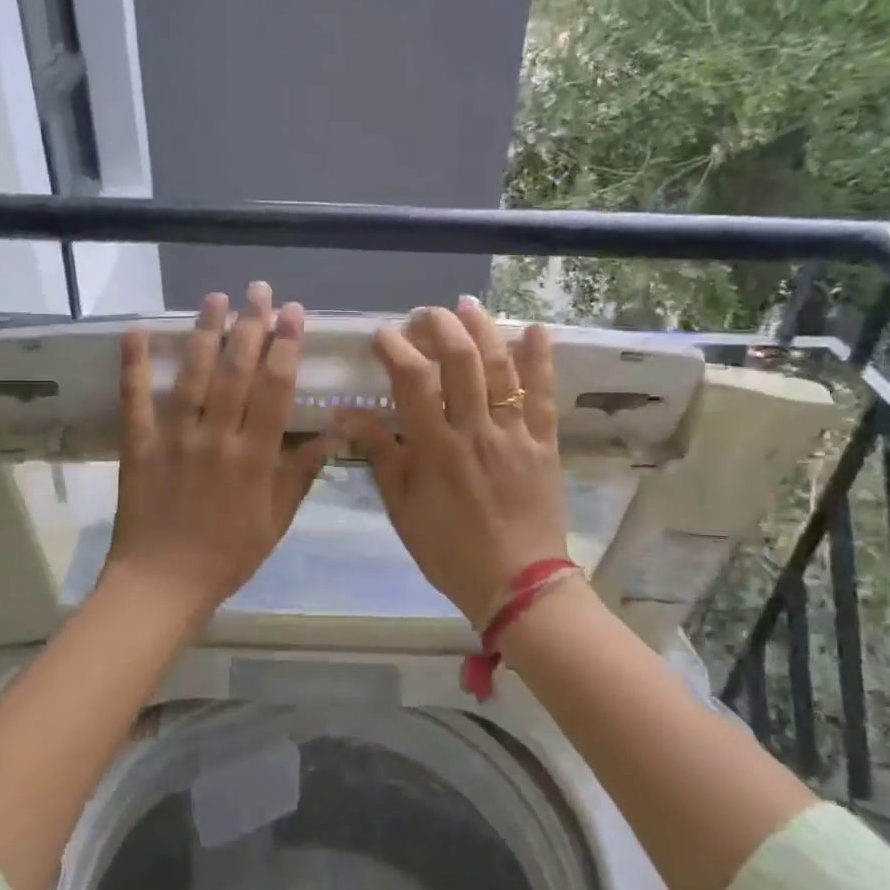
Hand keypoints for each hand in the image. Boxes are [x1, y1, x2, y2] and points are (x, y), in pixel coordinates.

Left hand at [103, 283, 335, 617]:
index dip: (286, 347)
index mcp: (254, 456)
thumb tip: (335, 434)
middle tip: (260, 290)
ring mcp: (174, 438)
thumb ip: (301, 474)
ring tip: (216, 297)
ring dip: (205, 333)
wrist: (163, 584)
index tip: (293, 314)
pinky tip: (136, 331)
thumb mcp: (276, 520)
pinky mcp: (138, 445)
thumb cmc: (228, 555)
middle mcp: (216, 437)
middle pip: (237, 372)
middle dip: (251, 326)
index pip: (275, 389)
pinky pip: (134, 400)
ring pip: (193, 375)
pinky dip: (134, 365)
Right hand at [339, 298, 570, 626]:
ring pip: (501, 368)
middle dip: (440, 327)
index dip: (395, 348)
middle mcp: (476, 430)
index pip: (413, 381)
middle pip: (460, 361)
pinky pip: (544, 394)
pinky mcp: (544, 442)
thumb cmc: (449, 550)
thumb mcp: (402, 508)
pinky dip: (541, 359)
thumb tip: (346, 414)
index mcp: (435, 448)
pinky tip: (534, 329)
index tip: (382, 334)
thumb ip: (379, 455)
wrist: (516, 583)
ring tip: (467, 306)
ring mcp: (514, 434)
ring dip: (484, 330)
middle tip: (425, 316)